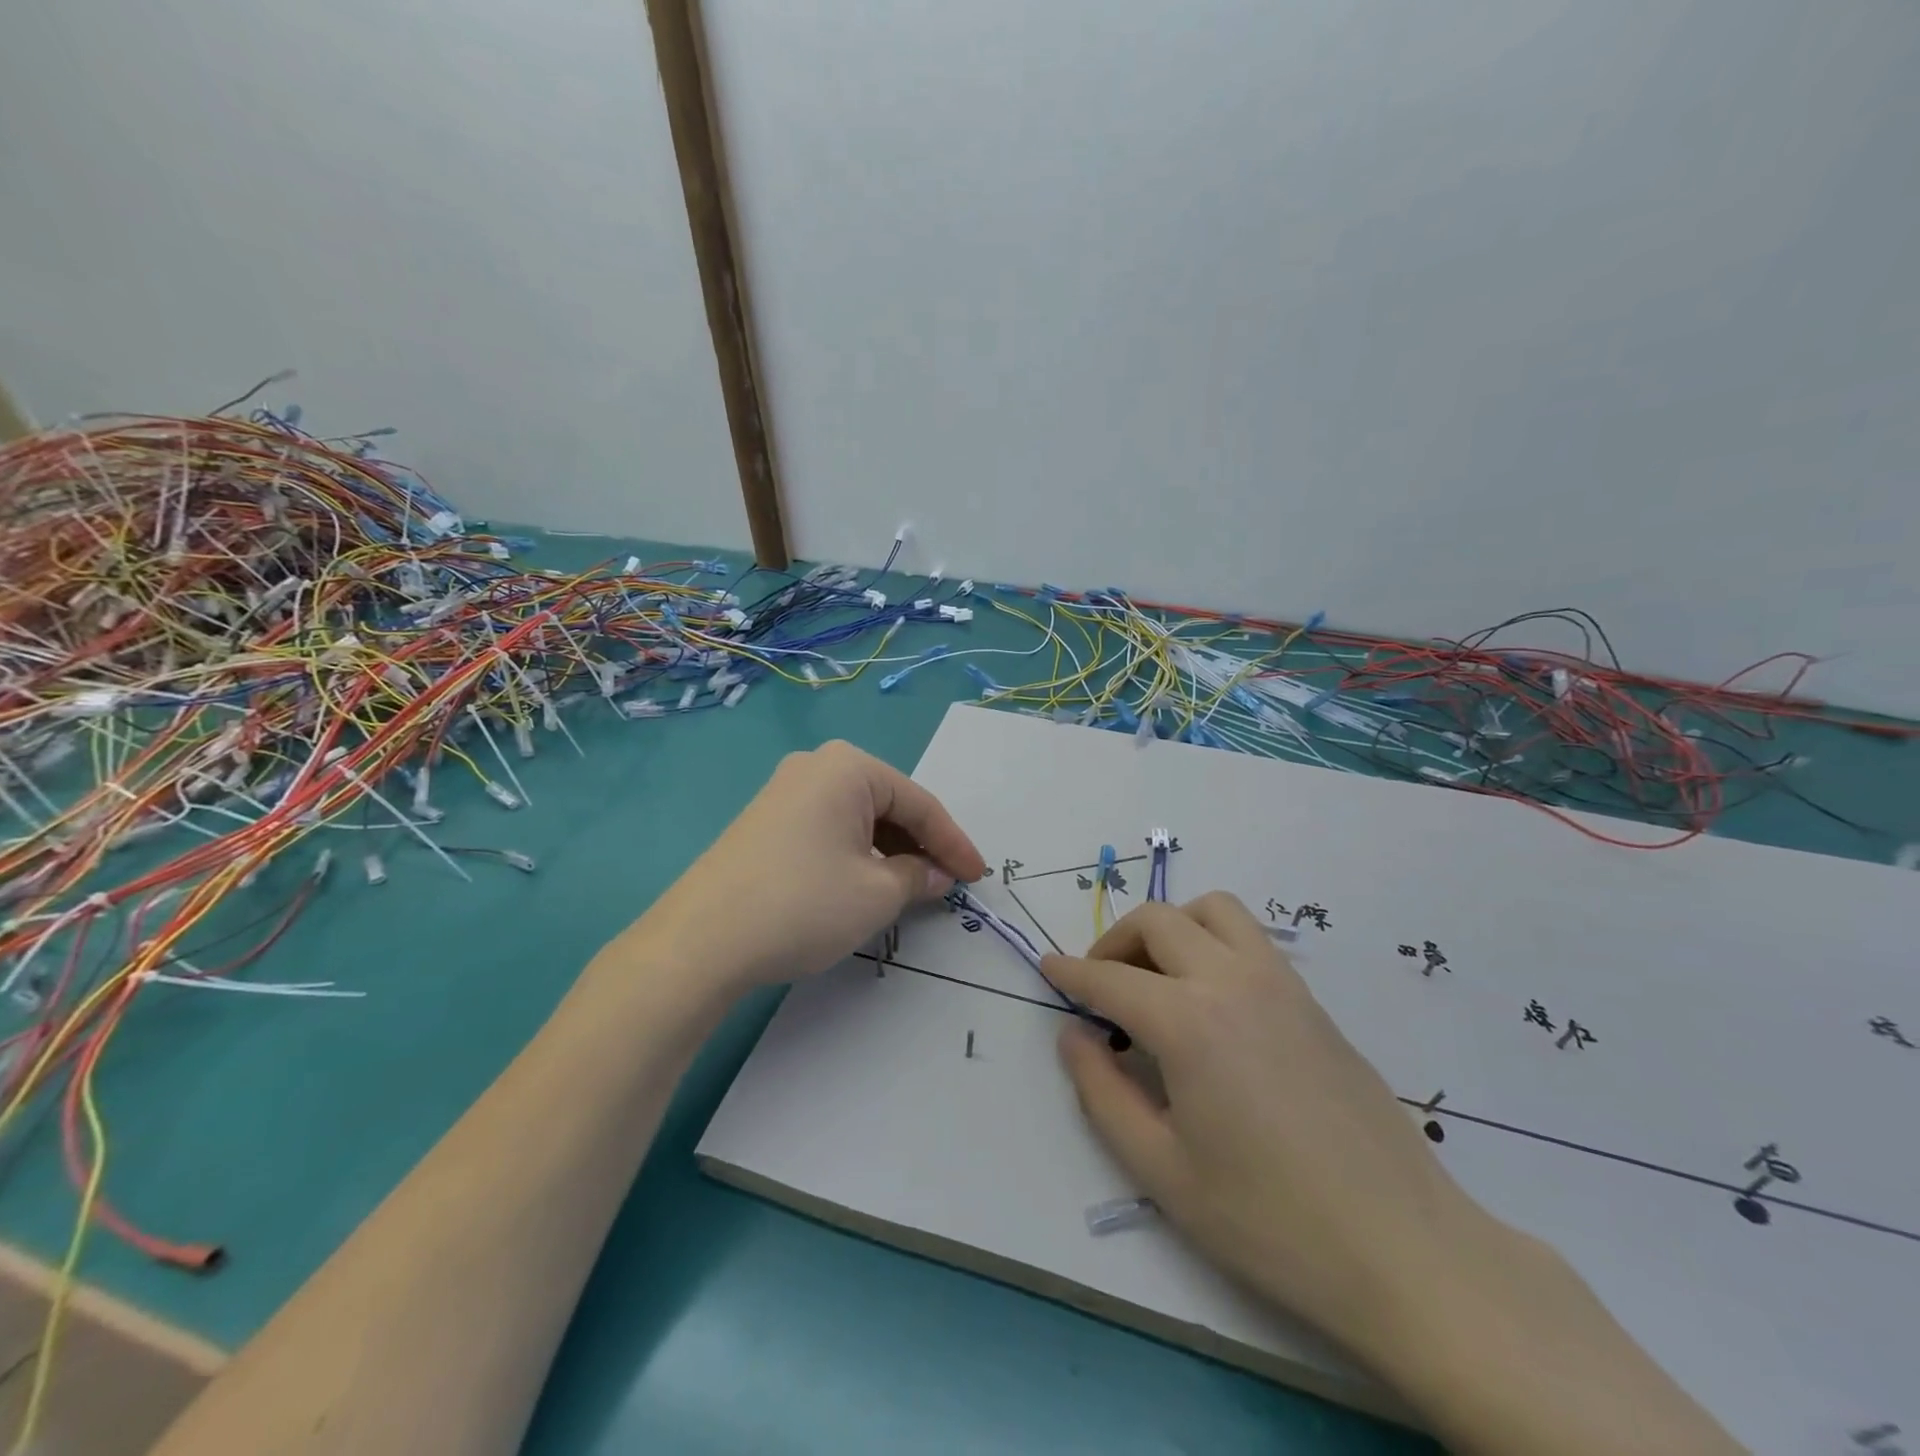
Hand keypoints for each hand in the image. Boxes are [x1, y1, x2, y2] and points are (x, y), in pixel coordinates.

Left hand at [629, 740, 986, 991]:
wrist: (700, 941)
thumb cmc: (804, 904)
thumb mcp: (876, 894)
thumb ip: (917, 877)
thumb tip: (935, 874)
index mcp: (848, 767)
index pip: (919, 803)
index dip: (954, 842)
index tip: (979, 876)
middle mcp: (815, 767)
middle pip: (888, 805)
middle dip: (921, 845)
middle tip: (947, 882)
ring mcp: (784, 792)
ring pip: (858, 819)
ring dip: (889, 852)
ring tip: (911, 888)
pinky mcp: (765, 822)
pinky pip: (829, 829)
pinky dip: (856, 855)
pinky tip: (865, 884)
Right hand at [1042, 893, 1484, 1365]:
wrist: (1402, 1249)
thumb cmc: (1269, 1220)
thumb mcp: (1161, 1170)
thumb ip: (1102, 1092)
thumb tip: (1072, 1034)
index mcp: (1188, 1022)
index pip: (1110, 978)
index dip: (1071, 972)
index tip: (1046, 967)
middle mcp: (1232, 981)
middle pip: (1158, 921)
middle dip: (1114, 942)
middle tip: (1099, 985)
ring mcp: (1280, 983)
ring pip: (1212, 910)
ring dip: (1171, 927)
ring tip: (1156, 976)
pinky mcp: (1311, 999)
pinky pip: (1250, 937)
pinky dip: (1212, 940)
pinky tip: (1210, 998)